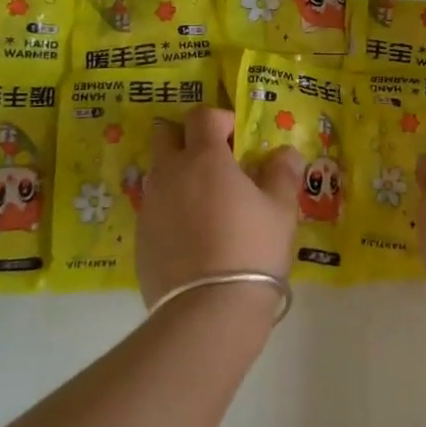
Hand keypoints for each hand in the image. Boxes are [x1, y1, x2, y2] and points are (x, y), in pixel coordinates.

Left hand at [136, 105, 302, 309]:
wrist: (208, 311)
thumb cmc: (252, 249)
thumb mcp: (281, 209)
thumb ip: (282, 173)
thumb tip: (285, 153)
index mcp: (204, 158)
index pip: (202, 115)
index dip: (221, 119)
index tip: (239, 139)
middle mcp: (170, 173)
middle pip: (166, 135)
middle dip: (188, 138)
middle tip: (215, 162)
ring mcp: (150, 206)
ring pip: (158, 172)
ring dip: (178, 174)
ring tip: (206, 203)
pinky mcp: (140, 238)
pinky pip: (154, 208)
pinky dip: (171, 209)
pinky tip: (193, 236)